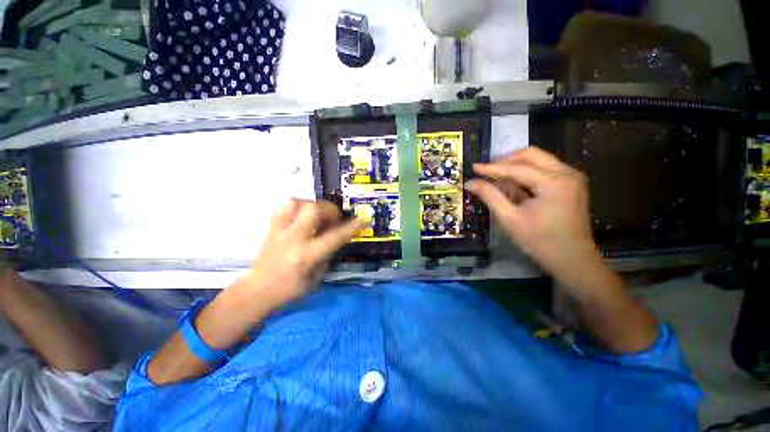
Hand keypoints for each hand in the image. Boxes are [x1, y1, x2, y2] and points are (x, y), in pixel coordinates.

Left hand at [244, 199, 363, 309]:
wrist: (257, 291)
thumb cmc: (289, 290)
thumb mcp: (316, 279)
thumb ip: (327, 256)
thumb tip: (335, 239)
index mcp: (306, 256)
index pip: (335, 237)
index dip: (352, 227)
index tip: (363, 219)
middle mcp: (293, 239)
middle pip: (313, 209)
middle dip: (329, 209)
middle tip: (334, 217)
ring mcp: (279, 231)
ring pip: (295, 202)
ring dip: (311, 205)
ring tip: (317, 214)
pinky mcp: (271, 228)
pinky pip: (284, 207)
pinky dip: (297, 207)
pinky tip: (302, 216)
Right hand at [467, 147, 602, 286]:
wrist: (572, 260)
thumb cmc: (540, 242)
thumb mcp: (510, 219)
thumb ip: (490, 196)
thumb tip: (471, 183)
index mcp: (554, 182)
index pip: (517, 168)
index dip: (492, 168)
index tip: (473, 167)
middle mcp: (567, 173)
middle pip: (531, 155)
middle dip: (505, 161)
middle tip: (486, 172)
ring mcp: (572, 177)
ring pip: (538, 159)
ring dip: (515, 166)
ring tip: (496, 177)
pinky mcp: (571, 183)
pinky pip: (544, 169)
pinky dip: (526, 173)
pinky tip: (513, 184)